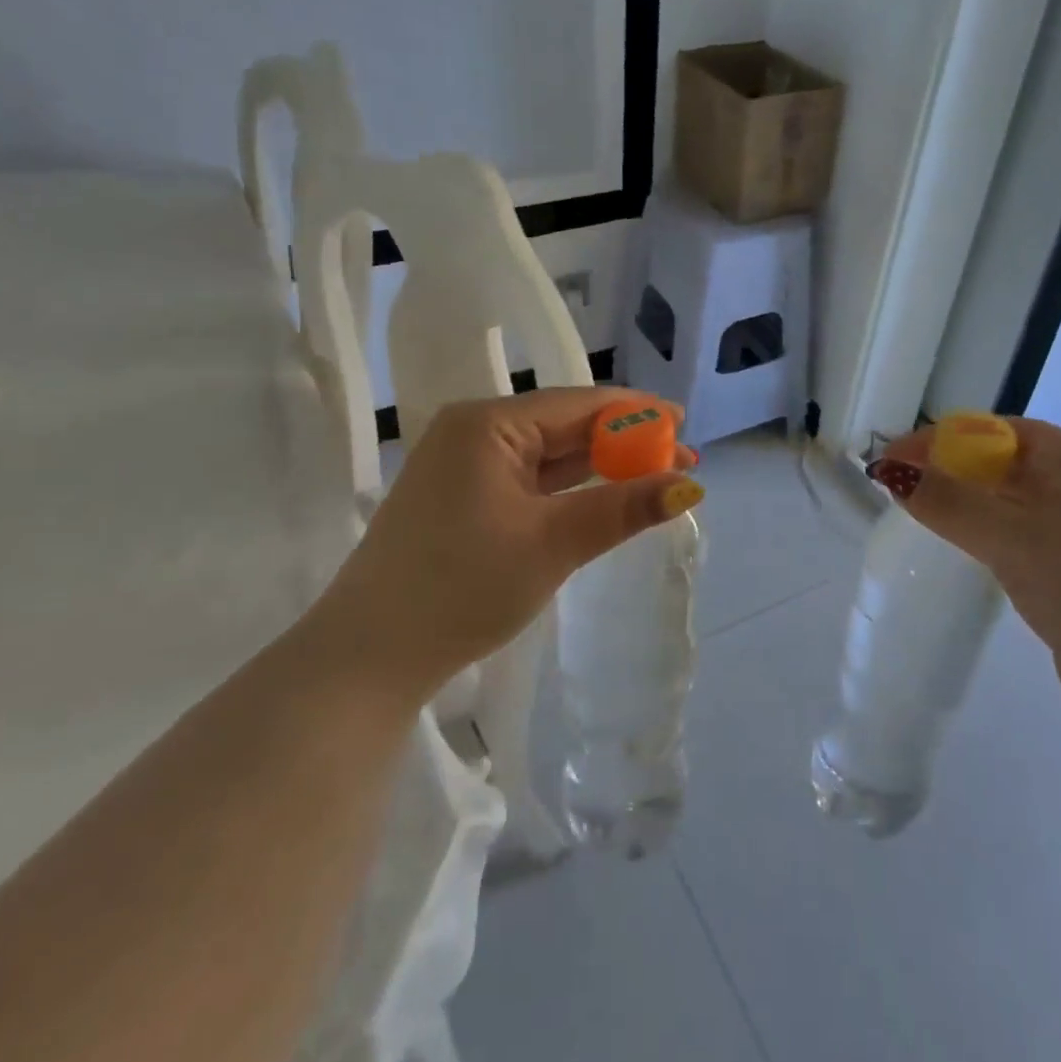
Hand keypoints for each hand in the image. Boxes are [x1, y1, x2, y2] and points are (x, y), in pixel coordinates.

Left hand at [321, 389, 702, 700]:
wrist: (369, 658)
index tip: (684, 425)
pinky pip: (530, 480)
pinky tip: (603, 496)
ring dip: (600, 466)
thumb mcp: (553, 543)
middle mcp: (474, 432)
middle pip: (565, 425)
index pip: (579, 403)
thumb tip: (691, 485)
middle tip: (680, 460)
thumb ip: (623, 507)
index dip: (637, 412)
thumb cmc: (463, 586)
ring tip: (655, 476)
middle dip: (624, 442)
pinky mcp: (463, 499)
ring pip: (549, 455)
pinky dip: (569, 489)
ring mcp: (465, 466)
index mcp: (488, 424)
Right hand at [871, 418, 1060, 745]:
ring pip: (1014, 506)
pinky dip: (990, 539)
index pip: (1001, 432)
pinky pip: (1024, 541)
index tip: (891, 459)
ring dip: (968, 506)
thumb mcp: (1015, 540)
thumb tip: (888, 472)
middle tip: (897, 489)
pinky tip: (964, 552)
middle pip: (1006, 465)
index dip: (942, 440)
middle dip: (951, 471)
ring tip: (920, 516)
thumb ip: (949, 503)